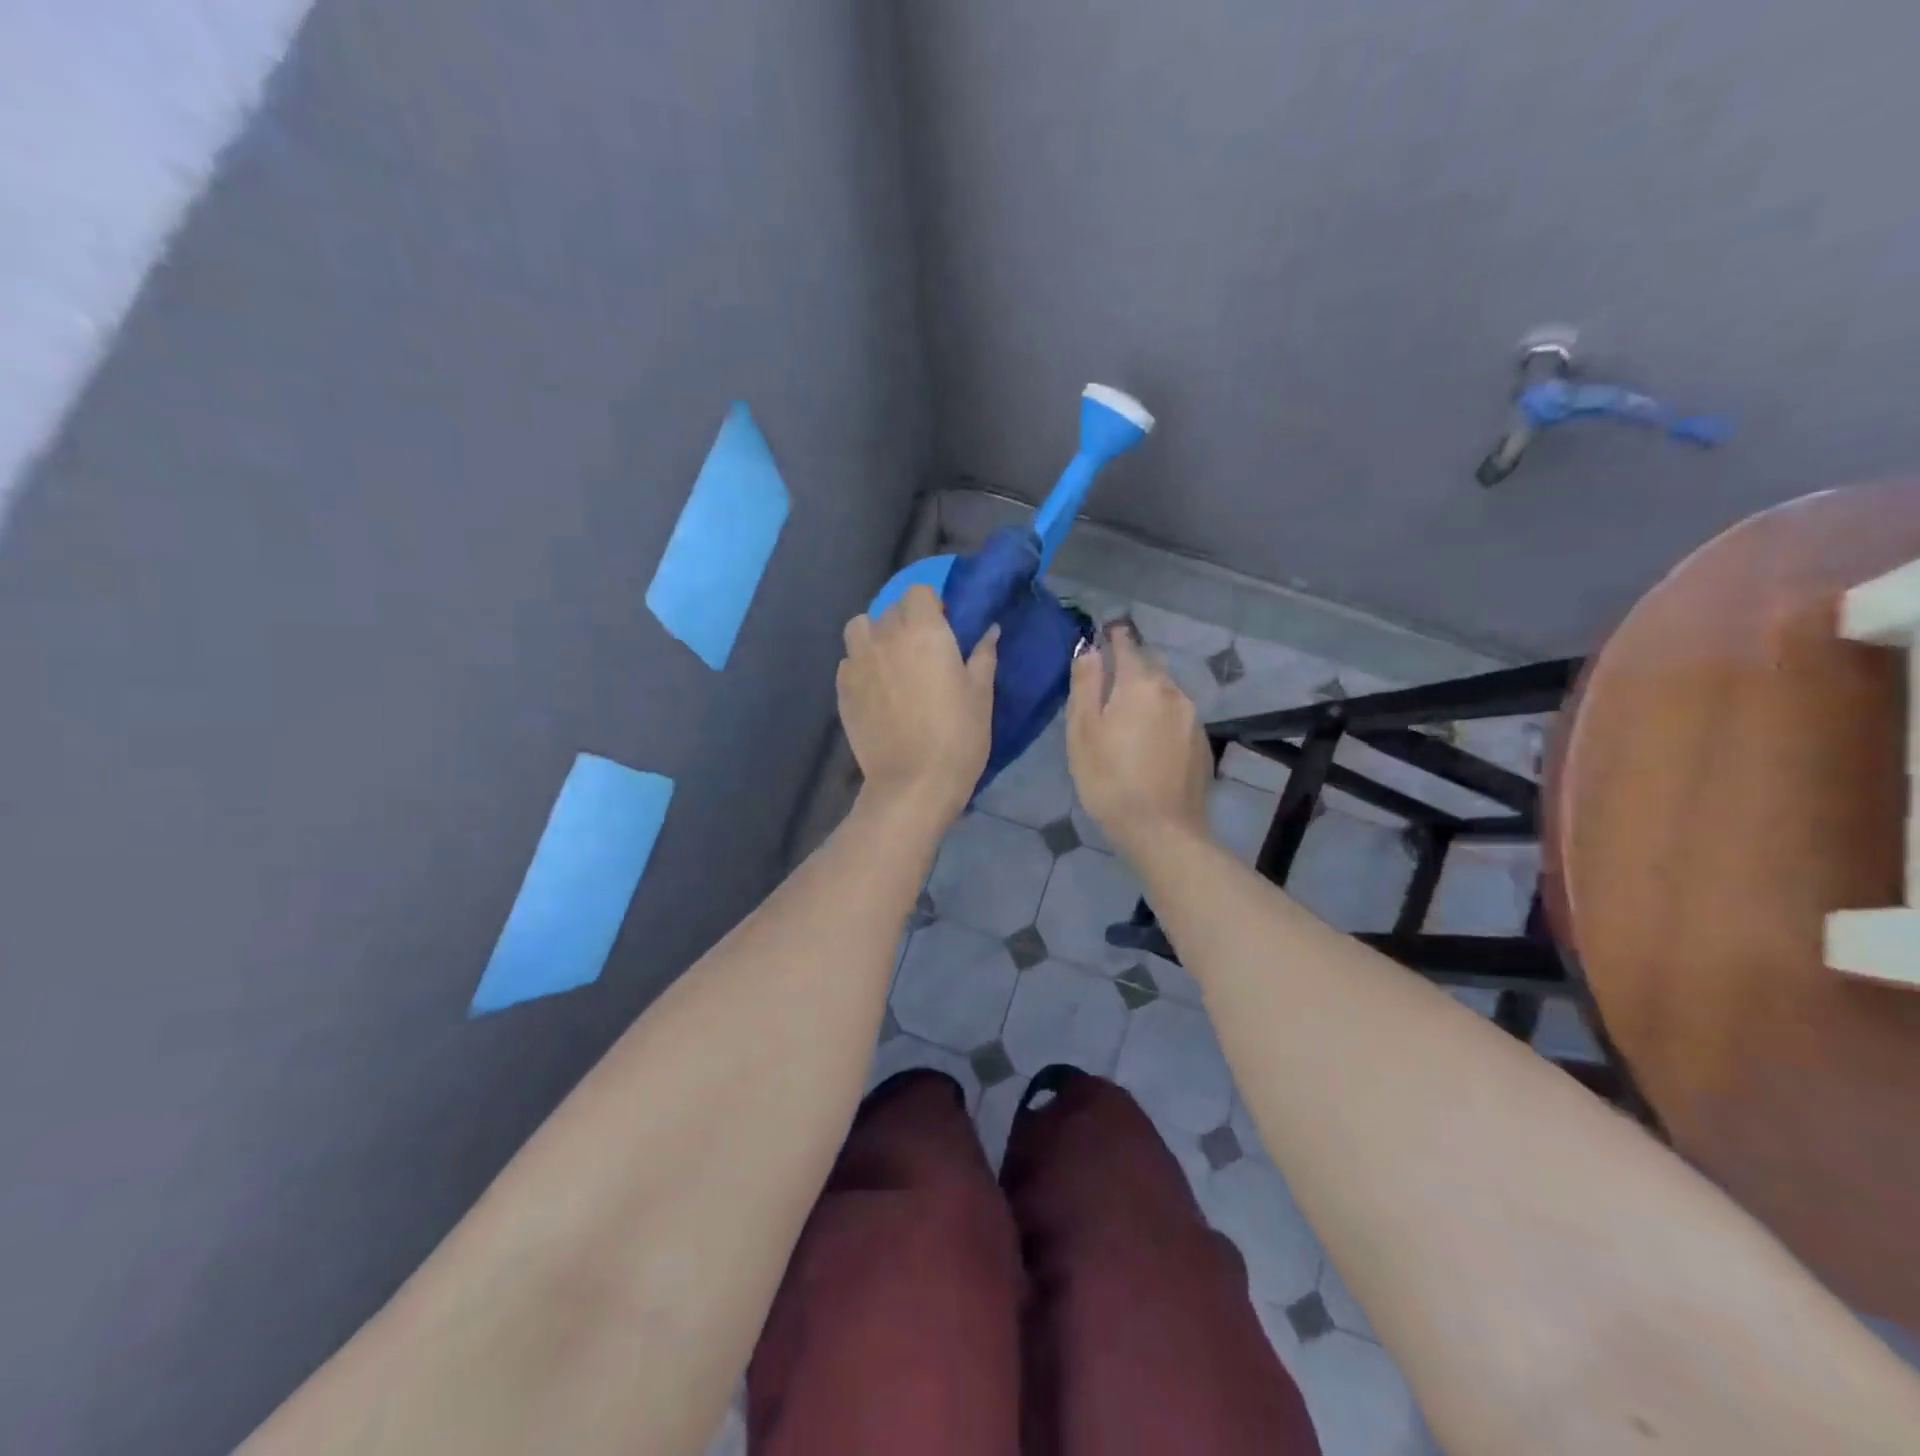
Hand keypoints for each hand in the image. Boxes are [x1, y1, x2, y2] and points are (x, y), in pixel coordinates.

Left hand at [838, 585, 998, 825]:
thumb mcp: (981, 695)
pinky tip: (876, 689)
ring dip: (874, 635)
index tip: (944, 625)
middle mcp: (886, 637)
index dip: (931, 604)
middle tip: (921, 649)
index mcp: (924, 631)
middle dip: (906, 619)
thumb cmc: (958, 737)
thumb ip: (983, 655)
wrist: (913, 784)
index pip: (919, 591)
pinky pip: (848, 661)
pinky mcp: (842, 689)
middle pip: (890, 609)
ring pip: (859, 629)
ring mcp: (858, 662)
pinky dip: (861, 665)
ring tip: (890, 660)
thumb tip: (989, 630)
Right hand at [1066, 624, 1211, 857]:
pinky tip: (1149, 741)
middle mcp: (1173, 692)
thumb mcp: (1083, 731)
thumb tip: (1089, 649)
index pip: (1128, 646)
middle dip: (1132, 665)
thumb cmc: (1110, 780)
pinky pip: (1178, 717)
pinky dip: (1161, 718)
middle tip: (1111, 677)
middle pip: (1151, 667)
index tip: (1106, 631)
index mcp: (1141, 684)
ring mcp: (1193, 719)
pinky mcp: (1202, 744)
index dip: (1115, 637)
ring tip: (1128, 713)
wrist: (1163, 831)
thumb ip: (1086, 685)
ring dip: (1148, 694)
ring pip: (1166, 693)